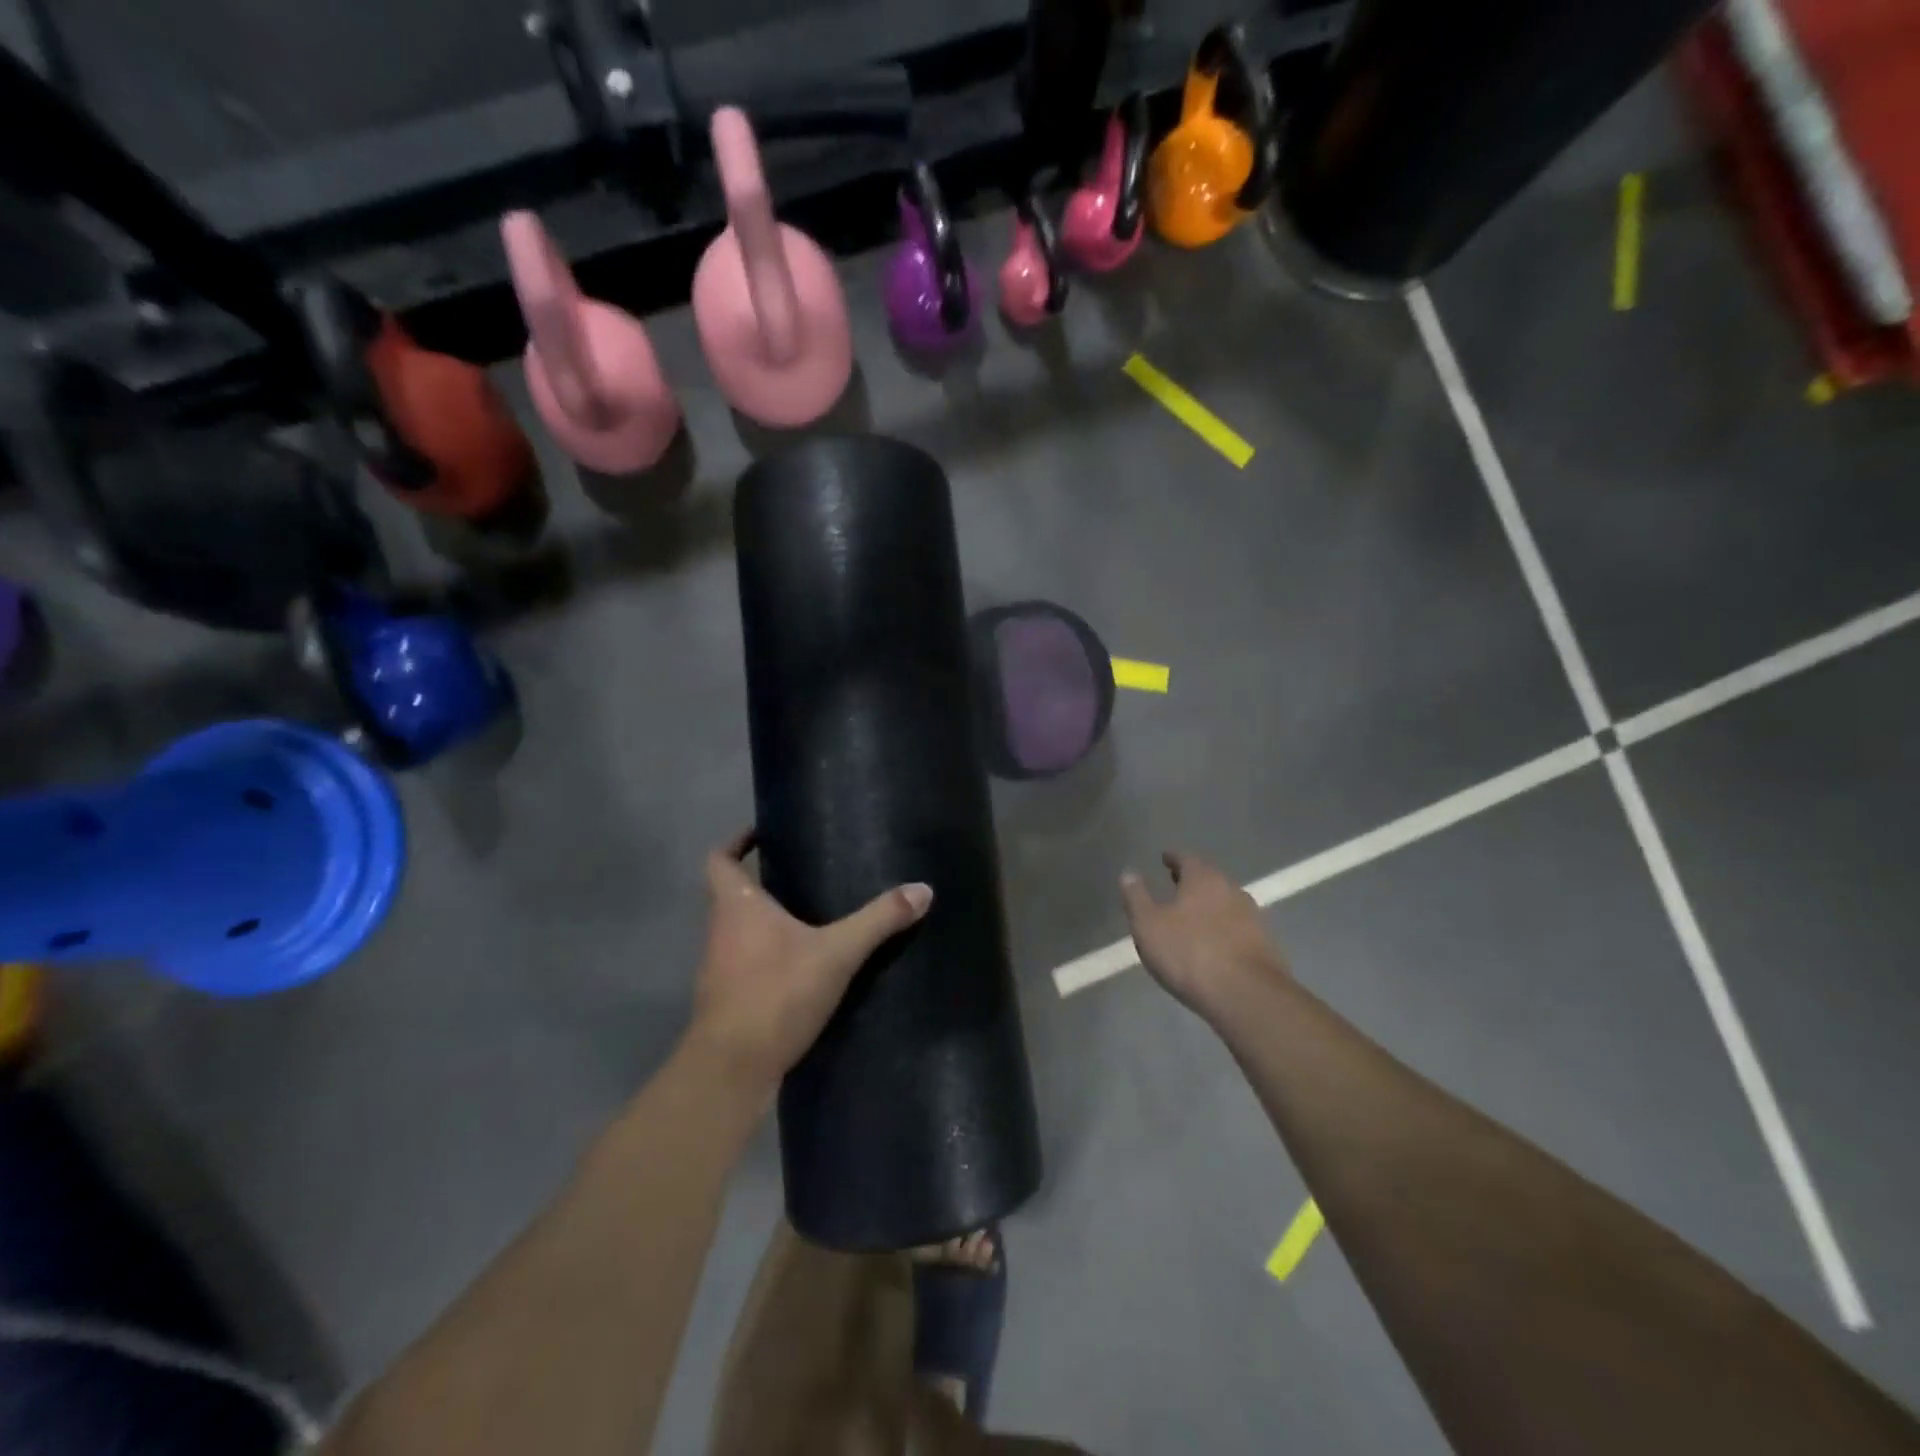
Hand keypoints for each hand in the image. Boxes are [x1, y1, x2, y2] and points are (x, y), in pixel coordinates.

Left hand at [689, 831, 932, 1097]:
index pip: (718, 859)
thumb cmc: (776, 993)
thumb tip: (923, 889)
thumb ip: (878, 920)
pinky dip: (766, 957)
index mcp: (736, 905)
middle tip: (802, 873)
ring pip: (737, 931)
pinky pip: (745, 964)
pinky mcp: (726, 1001)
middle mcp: (719, 930)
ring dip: (764, 922)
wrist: (731, 1068)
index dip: (735, 841)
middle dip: (762, 882)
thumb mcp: (837, 953)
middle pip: (730, 894)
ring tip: (807, 917)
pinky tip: (800, 967)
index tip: (763, 834)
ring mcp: (717, 968)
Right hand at [1120, 850, 1287, 1020]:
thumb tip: (1128, 873)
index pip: (1186, 858)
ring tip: (1193, 913)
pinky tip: (1214, 940)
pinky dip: (1223, 926)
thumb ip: (1136, 897)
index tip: (1165, 857)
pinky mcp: (1265, 943)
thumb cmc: (1189, 953)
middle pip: (1209, 877)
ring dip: (1209, 904)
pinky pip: (1238, 926)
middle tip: (1176, 882)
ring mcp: (1252, 916)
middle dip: (1192, 880)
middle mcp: (1231, 889)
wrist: (1247, 995)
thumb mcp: (1148, 925)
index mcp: (1203, 879)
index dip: (1173, 857)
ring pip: (1225, 901)